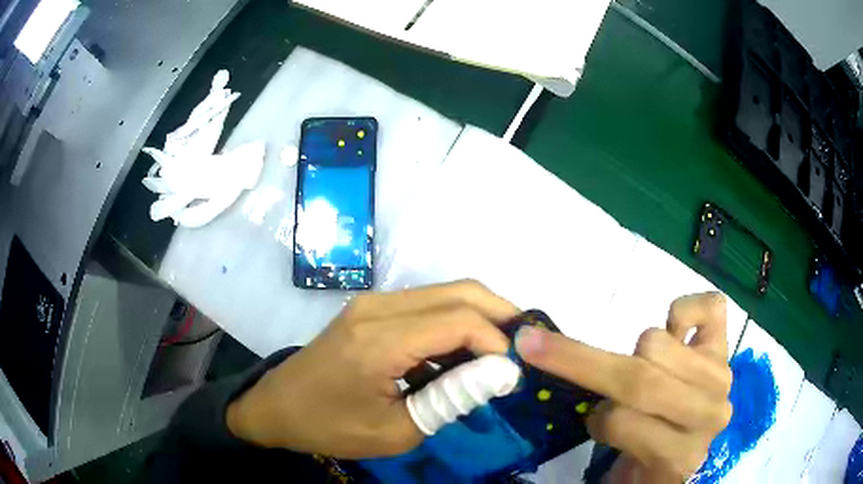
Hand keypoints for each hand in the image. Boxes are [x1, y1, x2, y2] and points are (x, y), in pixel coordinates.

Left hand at [226, 280, 518, 458]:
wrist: (277, 407)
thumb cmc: (331, 426)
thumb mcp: (395, 430)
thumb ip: (451, 399)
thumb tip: (499, 374)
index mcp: (380, 340)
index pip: (460, 321)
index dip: (497, 343)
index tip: (511, 375)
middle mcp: (379, 307)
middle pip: (460, 291)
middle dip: (500, 315)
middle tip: (520, 350)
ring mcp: (373, 303)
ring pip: (446, 293)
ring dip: (478, 319)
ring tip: (494, 358)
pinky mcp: (371, 309)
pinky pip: (426, 306)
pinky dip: (453, 325)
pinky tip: (458, 358)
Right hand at [516, 293, 732, 482]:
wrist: (685, 446)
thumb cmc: (645, 454)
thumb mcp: (619, 456)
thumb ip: (603, 426)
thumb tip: (561, 375)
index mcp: (677, 454)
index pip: (620, 421)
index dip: (583, 404)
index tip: (533, 361)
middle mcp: (709, 415)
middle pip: (640, 378)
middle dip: (582, 361)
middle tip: (539, 345)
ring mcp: (721, 377)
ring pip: (658, 342)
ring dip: (638, 352)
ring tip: (644, 371)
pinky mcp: (728, 348)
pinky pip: (708, 308)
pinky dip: (683, 311)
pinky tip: (678, 334)